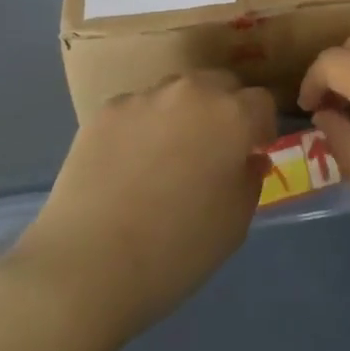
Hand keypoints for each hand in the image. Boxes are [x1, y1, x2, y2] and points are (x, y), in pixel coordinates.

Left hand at [0, 71, 276, 350]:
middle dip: (225, 108)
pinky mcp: (106, 111)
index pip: (261, 102)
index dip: (261, 128)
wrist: (87, 266)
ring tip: (167, 155)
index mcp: (232, 115)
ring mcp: (145, 97)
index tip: (252, 153)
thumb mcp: (235, 224)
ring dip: (183, 112)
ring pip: (177, 92)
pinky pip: (137, 109)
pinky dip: (142, 127)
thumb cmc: (176, 250)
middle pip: (220, 84)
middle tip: (213, 149)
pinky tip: (128, 165)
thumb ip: (250, 179)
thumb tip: (248, 159)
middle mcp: (192, 92)